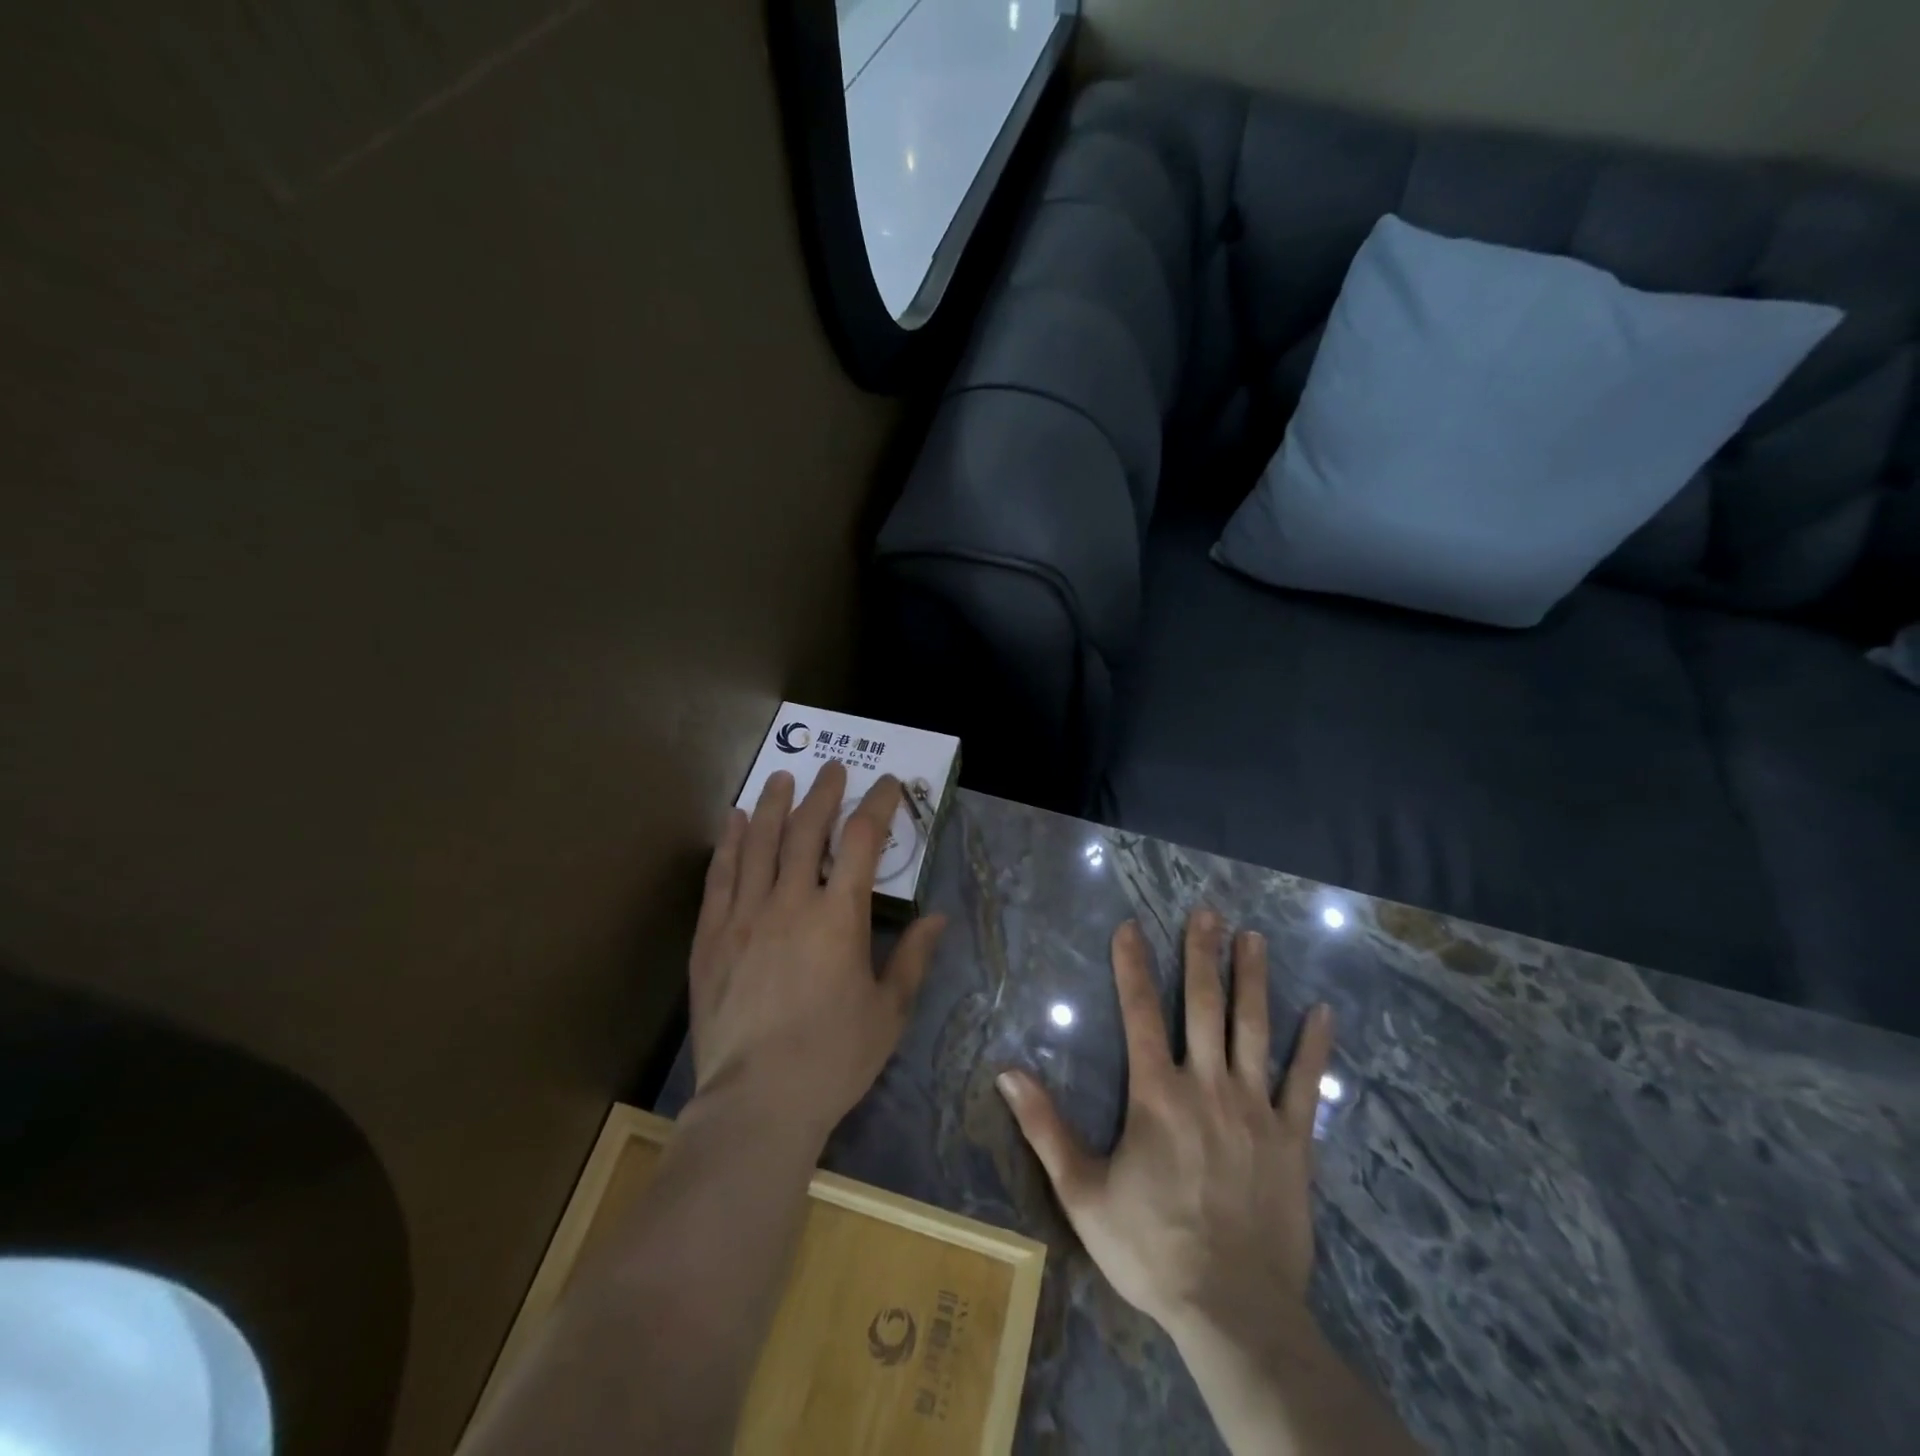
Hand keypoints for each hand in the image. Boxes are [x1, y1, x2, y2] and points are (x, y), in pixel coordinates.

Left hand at [689, 762, 946, 1143]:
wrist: (757, 1102)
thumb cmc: (833, 1057)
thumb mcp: (889, 1011)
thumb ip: (913, 958)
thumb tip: (937, 918)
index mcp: (839, 916)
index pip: (862, 840)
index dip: (879, 805)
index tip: (889, 784)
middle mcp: (790, 902)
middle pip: (807, 829)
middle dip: (824, 793)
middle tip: (833, 768)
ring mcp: (745, 916)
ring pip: (759, 842)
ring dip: (775, 804)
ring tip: (783, 778)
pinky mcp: (711, 936)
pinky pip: (720, 876)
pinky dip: (729, 842)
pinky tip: (735, 819)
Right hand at [996, 909, 1333, 1340]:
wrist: (1234, 1312)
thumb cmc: (1152, 1249)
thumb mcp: (1083, 1193)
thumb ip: (1046, 1128)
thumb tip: (1008, 1072)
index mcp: (1157, 1094)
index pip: (1141, 1013)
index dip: (1133, 966)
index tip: (1131, 926)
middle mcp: (1208, 1087)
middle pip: (1205, 1006)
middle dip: (1203, 954)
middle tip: (1208, 911)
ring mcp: (1256, 1111)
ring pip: (1255, 1030)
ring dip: (1254, 980)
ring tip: (1255, 937)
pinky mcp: (1294, 1141)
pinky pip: (1306, 1084)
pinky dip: (1314, 1047)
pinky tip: (1324, 1011)